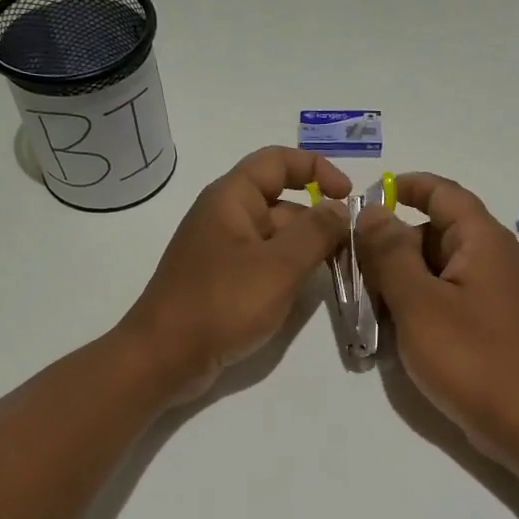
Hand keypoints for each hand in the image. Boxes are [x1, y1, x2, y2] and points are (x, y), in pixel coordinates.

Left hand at [118, 146, 351, 402]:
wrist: (164, 358)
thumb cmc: (221, 304)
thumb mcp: (278, 266)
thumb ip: (316, 232)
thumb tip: (340, 207)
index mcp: (231, 199)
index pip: (277, 161)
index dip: (316, 169)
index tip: (348, 196)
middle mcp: (225, 218)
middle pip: (281, 203)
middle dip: (318, 221)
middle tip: (355, 249)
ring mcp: (222, 254)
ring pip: (275, 240)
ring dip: (307, 251)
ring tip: (340, 273)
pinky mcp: (222, 285)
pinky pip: (263, 267)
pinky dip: (287, 274)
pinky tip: (306, 294)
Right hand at [357, 172, 518, 457]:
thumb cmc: (469, 357)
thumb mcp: (417, 302)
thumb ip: (390, 253)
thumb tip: (372, 211)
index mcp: (484, 241)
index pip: (444, 194)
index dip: (408, 187)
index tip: (370, 195)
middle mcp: (498, 257)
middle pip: (440, 232)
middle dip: (396, 245)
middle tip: (358, 269)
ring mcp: (501, 292)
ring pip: (444, 268)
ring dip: (407, 278)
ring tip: (373, 304)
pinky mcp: (497, 322)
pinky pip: (455, 295)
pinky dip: (425, 301)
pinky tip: (402, 328)